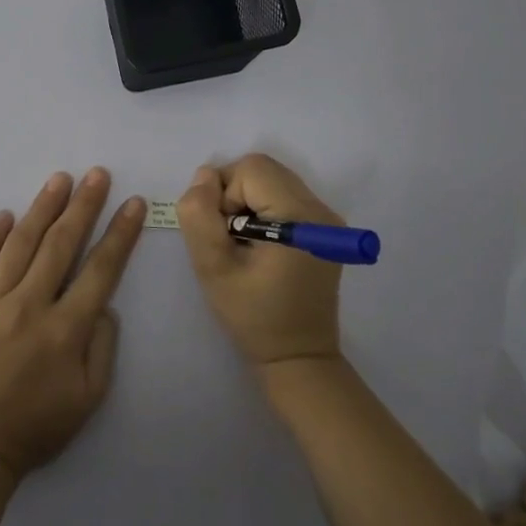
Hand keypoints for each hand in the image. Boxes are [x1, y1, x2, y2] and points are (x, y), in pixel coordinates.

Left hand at [0, 169, 144, 477]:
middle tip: (97, 175)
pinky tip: (7, 215)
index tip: (131, 204)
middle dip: (83, 206)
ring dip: (43, 208)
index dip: (119, 234)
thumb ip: (102, 348)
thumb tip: (103, 304)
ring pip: (21, 244)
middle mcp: (30, 305)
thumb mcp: (87, 400)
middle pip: (61, 244)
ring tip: (59, 180)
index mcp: (66, 330)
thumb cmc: (34, 428)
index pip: (100, 270)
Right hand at [177, 153, 343, 369]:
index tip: (222, 233)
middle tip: (228, 236)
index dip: (224, 193)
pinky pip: (283, 197)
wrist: (298, 357)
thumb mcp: (213, 268)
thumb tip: (203, 176)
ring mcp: (326, 218)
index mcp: (299, 216)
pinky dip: (262, 210)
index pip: (251, 169)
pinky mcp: (323, 229)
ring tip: (243, 243)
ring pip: (272, 180)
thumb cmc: (253, 316)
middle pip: (263, 169)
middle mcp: (320, 209)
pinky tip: (259, 246)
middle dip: (234, 194)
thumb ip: (199, 215)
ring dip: (247, 202)